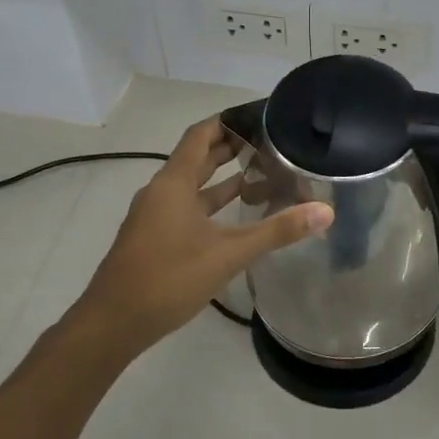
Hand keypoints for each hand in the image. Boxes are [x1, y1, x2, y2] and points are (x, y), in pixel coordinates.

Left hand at [72, 117, 332, 351]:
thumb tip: (325, 211)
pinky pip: (187, 208)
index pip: (201, 135)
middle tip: (270, 142)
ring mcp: (155, 216)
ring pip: (193, 187)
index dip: (228, 121)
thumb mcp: (228, 254)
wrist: (113, 323)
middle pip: (197, 158)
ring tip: (261, 173)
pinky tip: (235, 216)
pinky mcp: (155, 238)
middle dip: (231, 148)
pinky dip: (212, 204)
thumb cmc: (168, 279)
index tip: (259, 115)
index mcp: (173, 184)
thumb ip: (276, 231)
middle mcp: (161, 192)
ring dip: (223, 178)